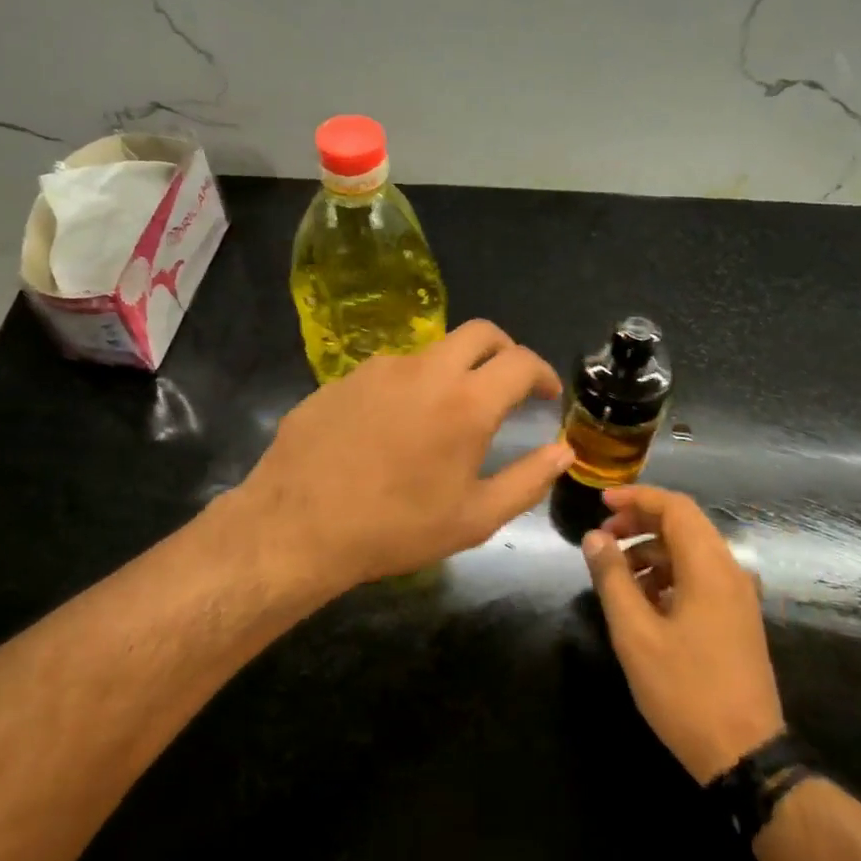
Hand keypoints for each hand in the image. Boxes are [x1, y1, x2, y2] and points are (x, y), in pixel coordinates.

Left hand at [237, 320, 573, 591]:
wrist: (298, 525)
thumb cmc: (396, 528)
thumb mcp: (474, 518)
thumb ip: (527, 481)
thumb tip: (562, 452)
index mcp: (466, 401)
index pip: (520, 362)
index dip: (542, 373)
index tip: (546, 394)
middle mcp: (425, 370)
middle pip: (479, 333)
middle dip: (504, 350)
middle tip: (507, 383)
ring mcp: (378, 368)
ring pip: (431, 351)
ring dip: (452, 370)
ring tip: (445, 414)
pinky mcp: (342, 378)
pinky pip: (389, 371)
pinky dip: (408, 386)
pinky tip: (393, 427)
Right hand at [582, 485, 785, 783]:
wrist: (745, 754)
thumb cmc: (685, 690)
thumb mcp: (635, 634)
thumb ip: (612, 578)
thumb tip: (595, 537)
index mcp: (709, 568)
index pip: (675, 507)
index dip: (636, 498)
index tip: (601, 503)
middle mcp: (730, 572)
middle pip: (684, 525)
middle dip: (640, 522)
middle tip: (603, 537)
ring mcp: (737, 597)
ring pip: (691, 551)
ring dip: (652, 550)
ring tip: (616, 572)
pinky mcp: (737, 618)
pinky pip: (700, 576)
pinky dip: (668, 573)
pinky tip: (643, 600)